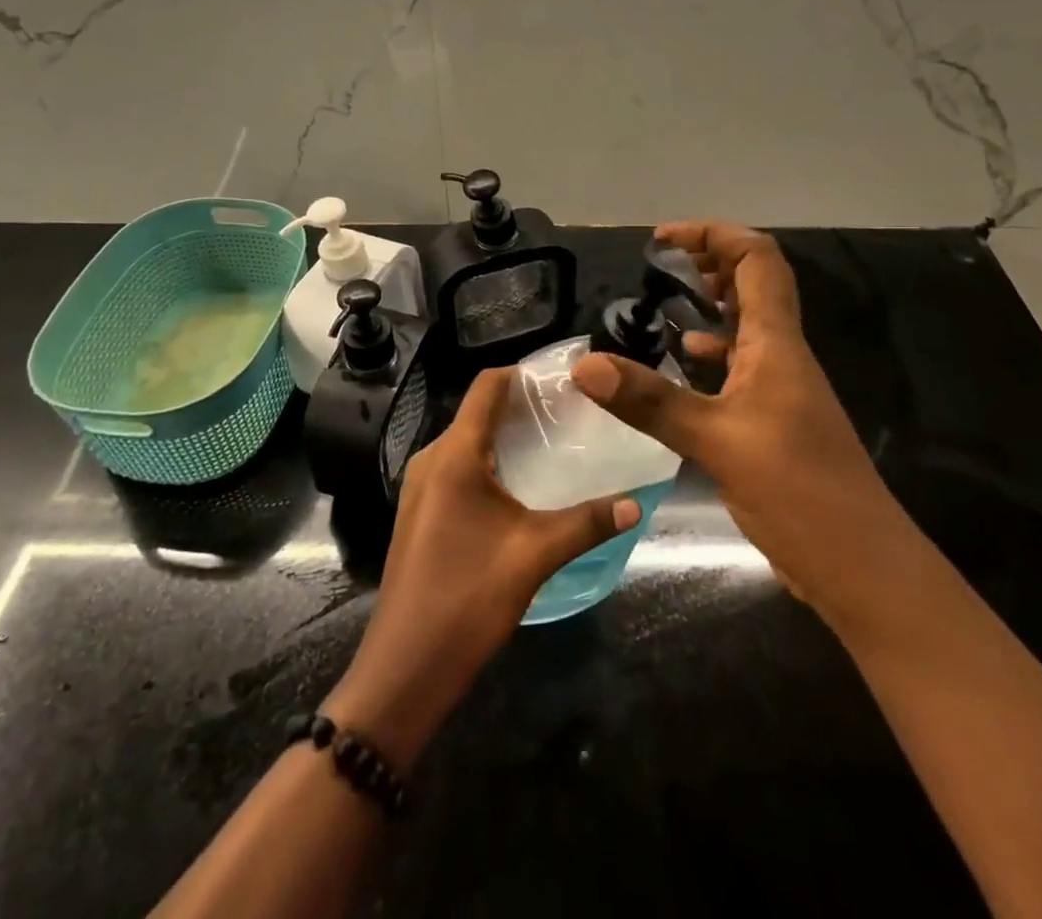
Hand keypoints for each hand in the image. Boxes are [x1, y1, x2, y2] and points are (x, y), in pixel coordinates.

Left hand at [323, 368, 639, 768]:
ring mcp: (421, 487)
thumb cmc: (466, 599)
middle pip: (477, 412)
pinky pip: (457, 468)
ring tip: (552, 445)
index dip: (521, 373)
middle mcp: (431, 459)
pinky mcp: (421, 511)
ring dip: (505, 437)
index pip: (485, 387)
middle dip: (520, 407)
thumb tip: (636, 503)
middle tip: (569, 413)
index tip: (561, 378)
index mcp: (453, 455)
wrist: (404, 667)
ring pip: (467, 442)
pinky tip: (519, 486)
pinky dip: (489, 462)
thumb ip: (587, 523)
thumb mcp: (534, 556)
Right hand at [572, 221, 902, 605]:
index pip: (756, 259)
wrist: (862, 567)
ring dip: (712, 305)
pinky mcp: (776, 419)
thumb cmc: (797, 491)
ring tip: (667, 304)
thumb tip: (584, 365)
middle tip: (662, 265)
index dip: (714, 234)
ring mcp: (782, 388)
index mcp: (776, 343)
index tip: (663, 240)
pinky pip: (742, 365)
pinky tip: (684, 365)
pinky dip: (713, 352)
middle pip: (755, 283)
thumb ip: (650, 400)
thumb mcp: (715, 441)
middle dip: (711, 262)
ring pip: (749, 325)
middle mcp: (783, 354)